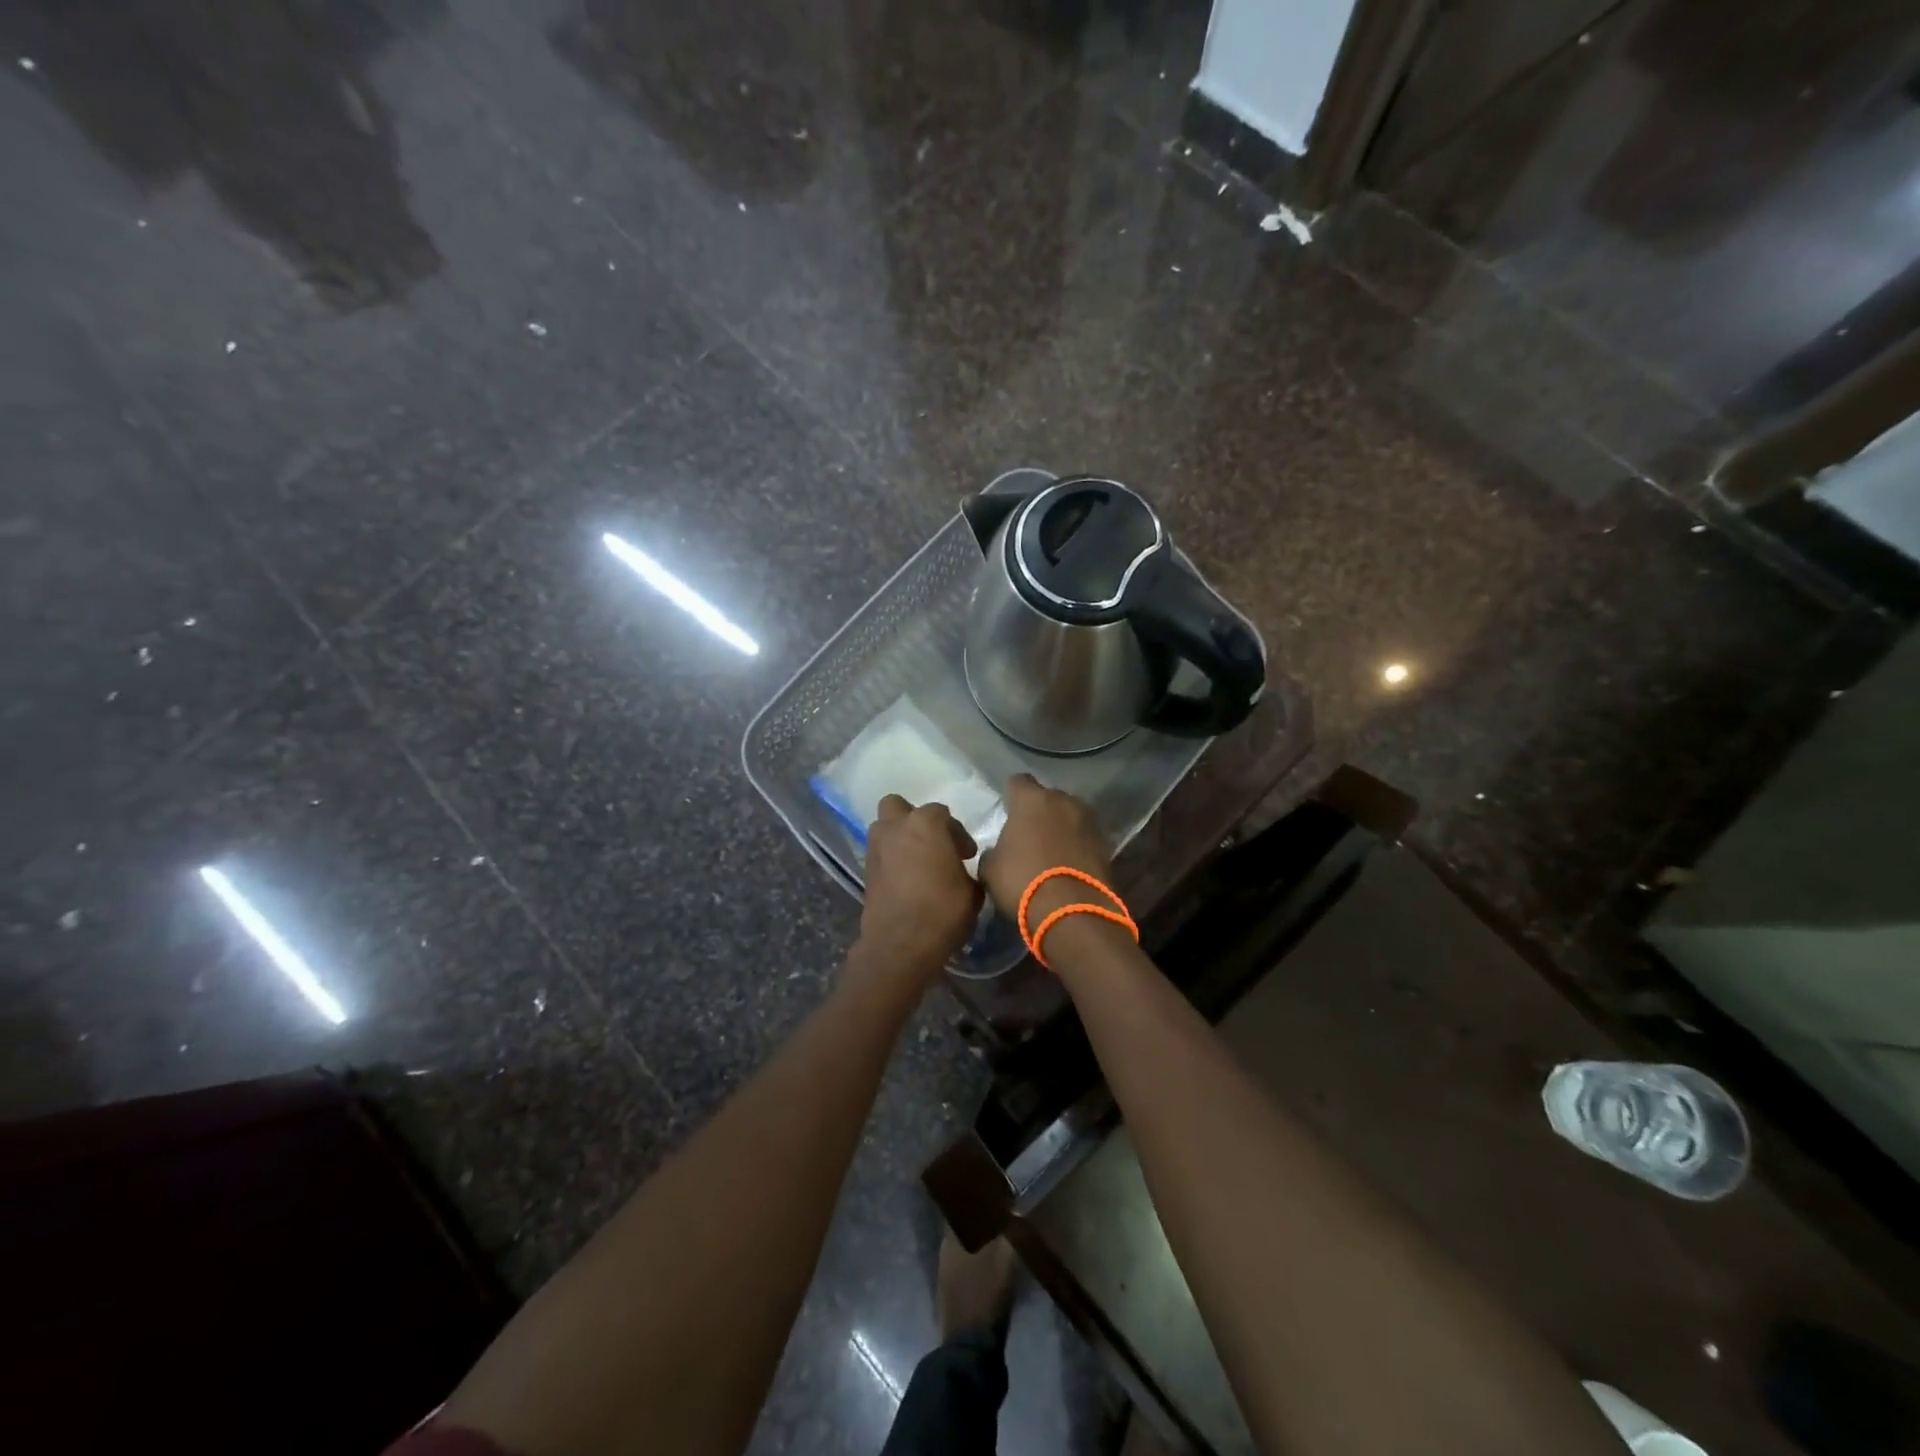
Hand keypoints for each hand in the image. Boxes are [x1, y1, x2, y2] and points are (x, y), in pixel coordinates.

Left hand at [855, 795, 981, 984]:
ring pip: (884, 828)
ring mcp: (876, 848)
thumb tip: (962, 871)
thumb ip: (968, 871)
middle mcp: (895, 828)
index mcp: (925, 824)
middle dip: (914, 819)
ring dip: (899, 837)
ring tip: (918, 860)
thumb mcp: (972, 892)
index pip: (942, 814)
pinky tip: (907, 878)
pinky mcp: (866, 870)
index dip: (958, 833)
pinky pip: (880, 852)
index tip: (967, 855)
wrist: (900, 944)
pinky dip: (891, 858)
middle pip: (899, 807)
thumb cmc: (942, 911)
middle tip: (932, 842)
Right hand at [979, 775, 1117, 931]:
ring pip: (1070, 816)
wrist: (1072, 912)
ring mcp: (1089, 821)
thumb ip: (995, 851)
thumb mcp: (991, 869)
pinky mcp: (1106, 844)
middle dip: (1039, 812)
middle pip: (1048, 798)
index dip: (1011, 795)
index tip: (1007, 810)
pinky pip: (1085, 837)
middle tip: (1029, 834)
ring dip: (1061, 827)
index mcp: (1031, 800)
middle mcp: (1063, 801)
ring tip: (1051, 850)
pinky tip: (1068, 864)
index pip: (1018, 782)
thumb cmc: (1022, 882)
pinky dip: (1077, 845)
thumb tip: (1001, 851)